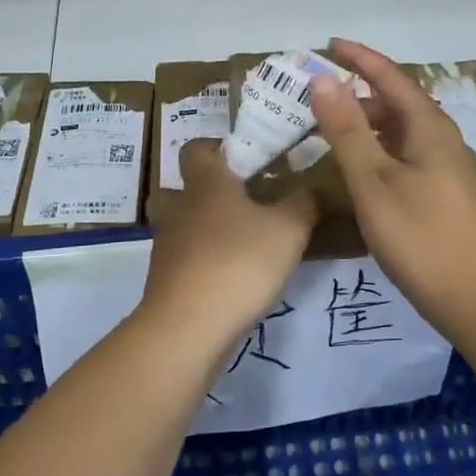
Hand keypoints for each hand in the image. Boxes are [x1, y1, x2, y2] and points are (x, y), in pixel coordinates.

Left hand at [140, 139, 316, 342]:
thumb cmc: (239, 262)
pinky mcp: (164, 281)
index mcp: (205, 183)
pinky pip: (182, 260)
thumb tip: (311, 186)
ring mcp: (166, 247)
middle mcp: (178, 208)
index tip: (244, 157)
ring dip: (202, 228)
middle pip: (178, 187)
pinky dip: (201, 262)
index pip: (196, 148)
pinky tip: (230, 276)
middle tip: (239, 200)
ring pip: (179, 225)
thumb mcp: (289, 229)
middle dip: (203, 190)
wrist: (188, 328)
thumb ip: (303, 203)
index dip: (216, 147)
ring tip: (239, 241)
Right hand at [310, 38, 475, 330]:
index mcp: (430, 128)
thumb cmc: (420, 237)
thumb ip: (347, 130)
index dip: (360, 58)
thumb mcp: (373, 181)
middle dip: (360, 94)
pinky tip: (364, 172)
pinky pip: (409, 156)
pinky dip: (381, 151)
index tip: (329, 45)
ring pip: (404, 133)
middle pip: (399, 103)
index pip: (391, 77)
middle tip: (319, 100)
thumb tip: (324, 80)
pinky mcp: (449, 196)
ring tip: (334, 133)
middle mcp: (445, 140)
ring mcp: (450, 170)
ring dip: (370, 125)